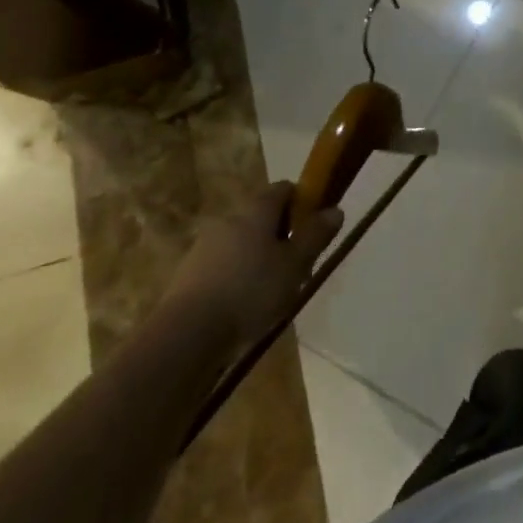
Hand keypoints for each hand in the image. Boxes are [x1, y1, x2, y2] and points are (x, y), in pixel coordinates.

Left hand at [162, 182, 342, 348]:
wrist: (187, 333)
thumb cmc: (251, 291)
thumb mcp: (295, 265)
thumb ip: (316, 235)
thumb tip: (335, 209)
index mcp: (256, 210)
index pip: (284, 188)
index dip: (302, 202)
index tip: (313, 227)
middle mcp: (229, 219)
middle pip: (262, 216)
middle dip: (282, 234)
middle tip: (297, 264)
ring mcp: (205, 245)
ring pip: (242, 241)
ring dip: (259, 257)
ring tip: (272, 291)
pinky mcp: (189, 273)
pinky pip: (224, 264)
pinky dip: (238, 275)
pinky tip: (245, 304)